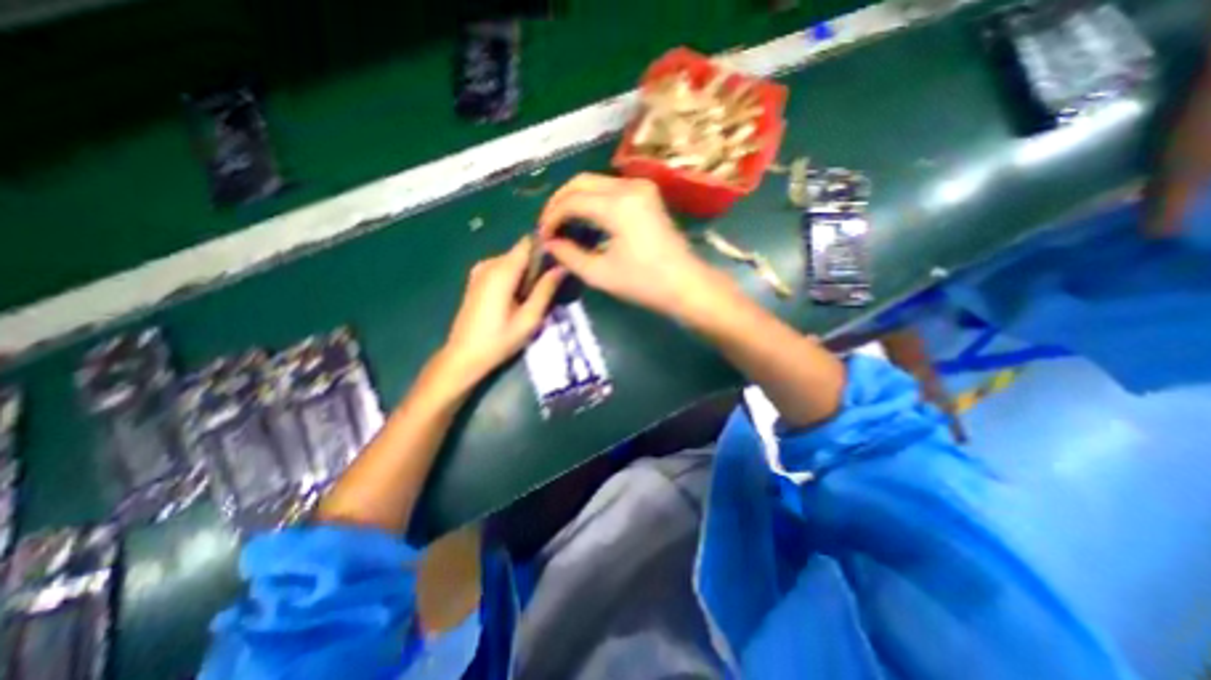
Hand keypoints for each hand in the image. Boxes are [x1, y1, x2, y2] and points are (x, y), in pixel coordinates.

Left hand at [441, 235, 561, 386]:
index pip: (527, 243)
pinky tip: (518, 300)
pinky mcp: (476, 280)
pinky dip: (514, 279)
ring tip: (533, 298)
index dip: (545, 247)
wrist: (463, 356)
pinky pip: (502, 269)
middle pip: (521, 253)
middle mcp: (489, 264)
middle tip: (548, 289)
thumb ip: (546, 290)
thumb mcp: (529, 318)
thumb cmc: (499, 340)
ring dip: (526, 274)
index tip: (559, 261)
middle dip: (537, 265)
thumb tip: (562, 268)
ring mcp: (480, 271)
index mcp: (502, 271)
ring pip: (512, 261)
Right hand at [537, 171, 716, 315]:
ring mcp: (641, 187)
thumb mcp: (600, 274)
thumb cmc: (644, 283)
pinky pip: (610, 189)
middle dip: (559, 203)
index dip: (551, 217)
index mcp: (618, 205)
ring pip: (595, 182)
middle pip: (581, 182)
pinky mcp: (647, 194)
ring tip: (563, 225)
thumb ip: (569, 255)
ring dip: (575, 200)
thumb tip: (550, 243)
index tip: (543, 237)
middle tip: (549, 227)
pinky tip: (585, 220)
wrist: (686, 284)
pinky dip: (593, 201)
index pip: (572, 201)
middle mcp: (629, 186)